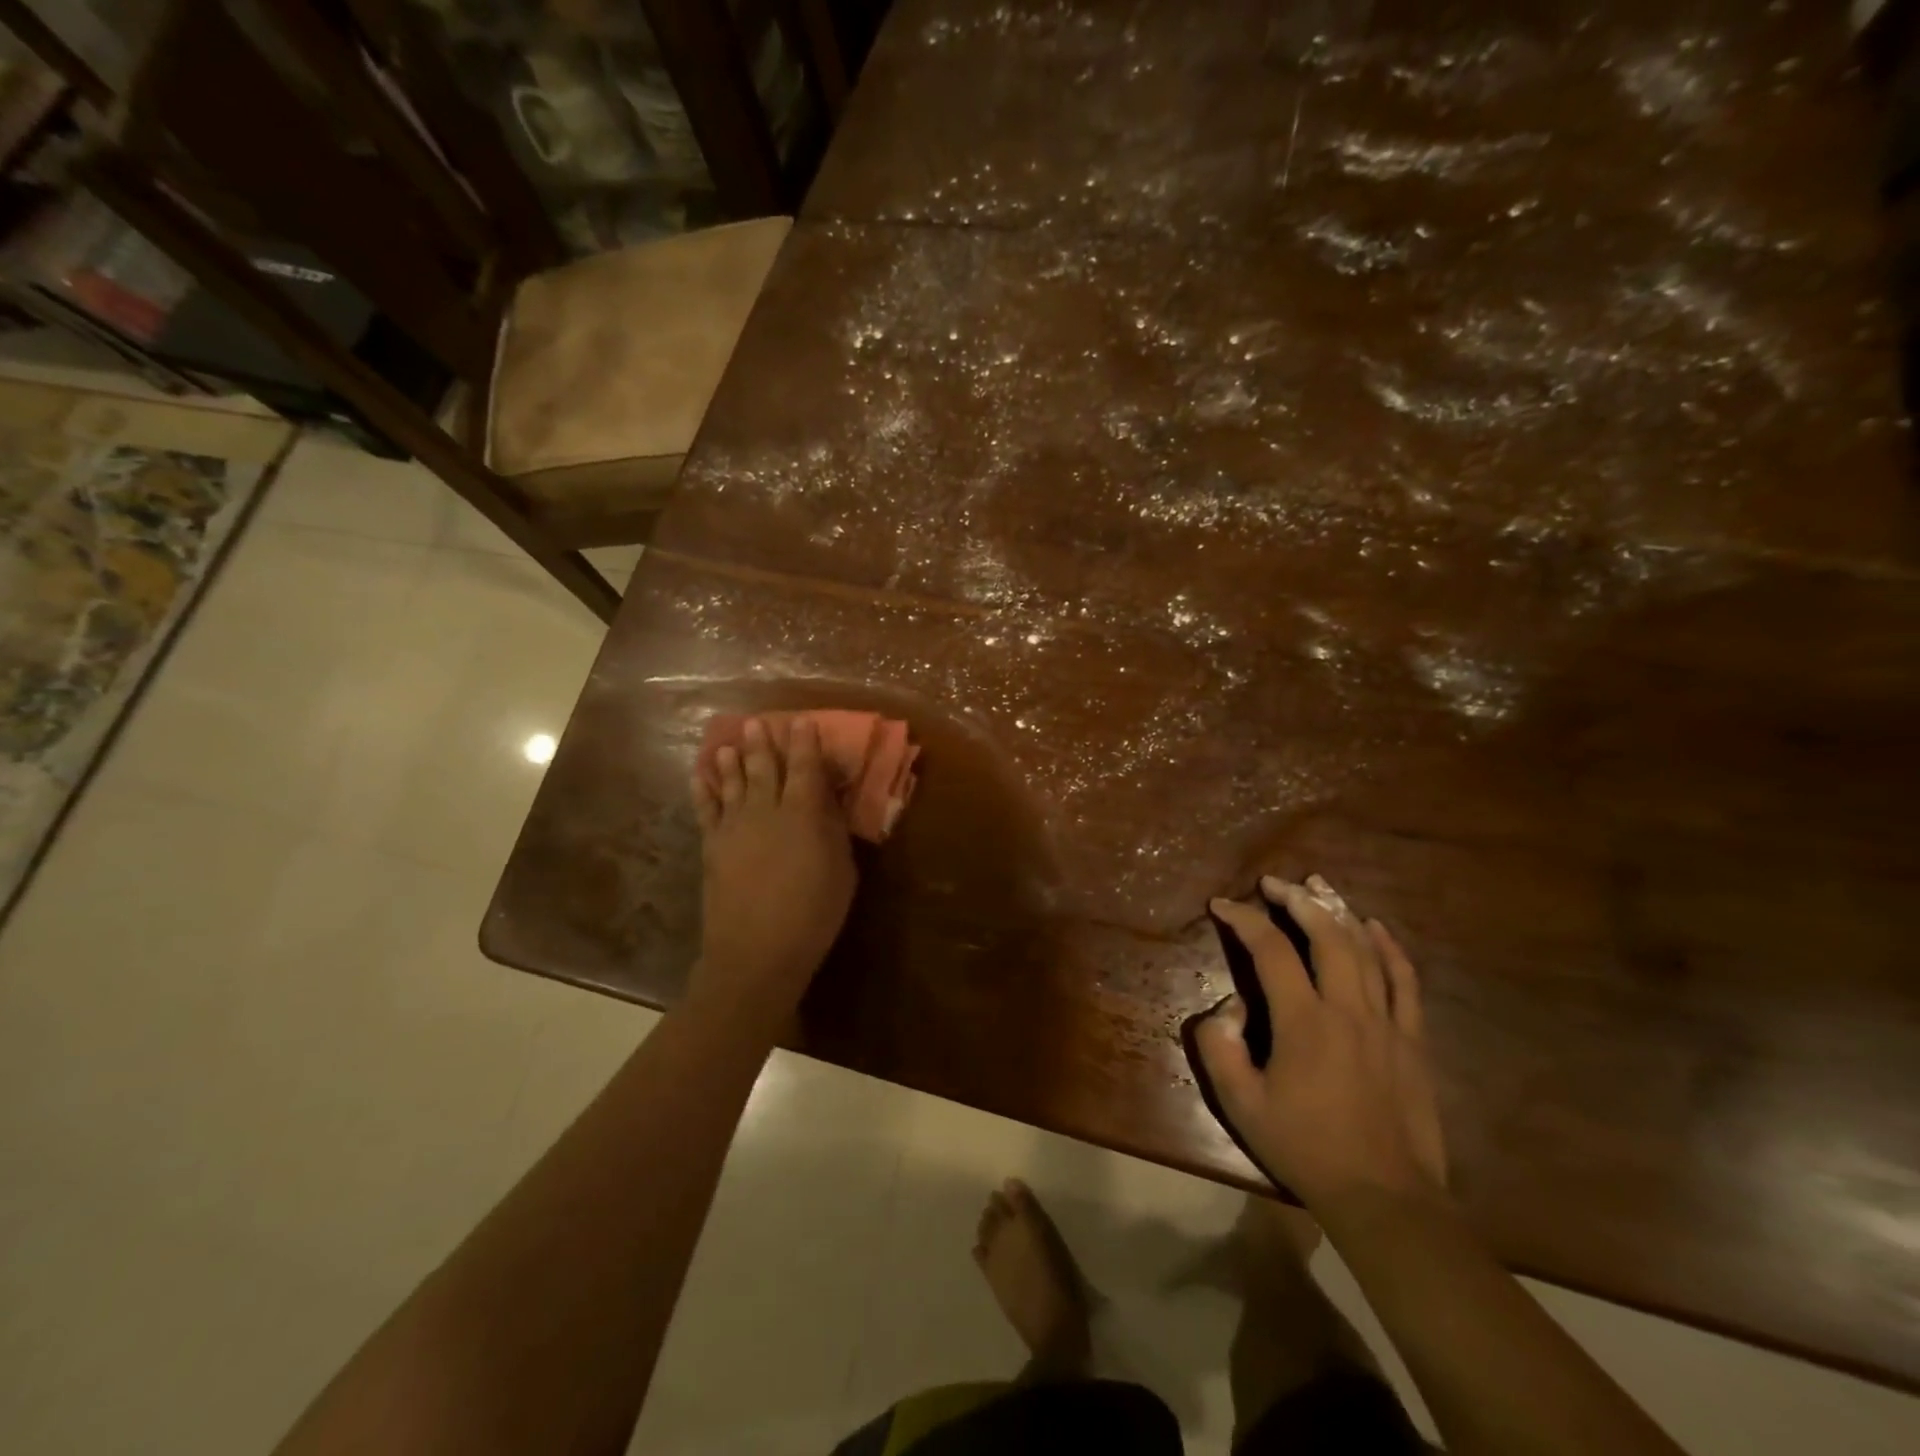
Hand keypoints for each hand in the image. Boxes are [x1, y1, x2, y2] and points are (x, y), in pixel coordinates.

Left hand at [689, 717, 856, 1023]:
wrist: (757, 952)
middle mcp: (767, 811)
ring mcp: (735, 827)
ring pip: (733, 783)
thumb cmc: (813, 914)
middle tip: (758, 722)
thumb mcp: (842, 871)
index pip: (806, 768)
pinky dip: (704, 789)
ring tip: (730, 741)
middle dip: (763, 743)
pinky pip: (707, 809)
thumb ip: (833, 831)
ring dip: (732, 759)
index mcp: (804, 814)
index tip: (802, 721)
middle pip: (765, 768)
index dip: (805, 743)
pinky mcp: (713, 846)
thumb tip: (827, 802)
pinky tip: (702, 775)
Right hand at [1193, 875, 1446, 1208]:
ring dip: (1338, 911)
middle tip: (1272, 883)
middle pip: (1325, 935)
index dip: (1243, 920)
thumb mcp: (1241, 1104)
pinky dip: (1389, 947)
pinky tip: (1373, 926)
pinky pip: (1404, 980)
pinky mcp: (1412, 1039)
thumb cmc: (1305, 1148)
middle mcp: (1347, 1009)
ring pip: (1365, 949)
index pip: (1270, 950)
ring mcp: (1387, 1022)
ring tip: (1317, 886)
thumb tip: (1227, 1006)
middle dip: (1295, 900)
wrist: (1384, 1198)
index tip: (1221, 906)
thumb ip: (1220, 1046)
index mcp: (1304, 1022)